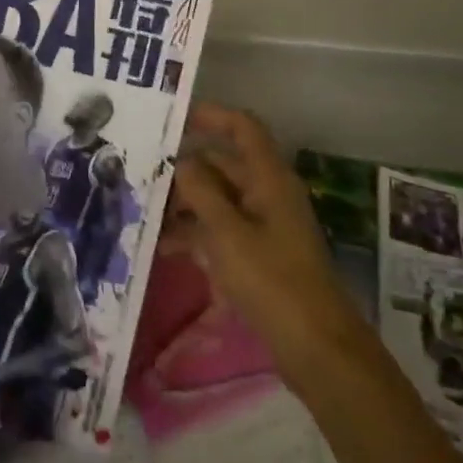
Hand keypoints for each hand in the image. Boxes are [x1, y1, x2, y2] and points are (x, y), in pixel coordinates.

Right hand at [170, 103, 362, 371]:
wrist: (316, 347)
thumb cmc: (271, 280)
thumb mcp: (227, 232)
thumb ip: (201, 190)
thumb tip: (182, 160)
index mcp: (269, 178)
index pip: (242, 128)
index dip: (211, 115)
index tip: (173, 118)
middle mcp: (268, 193)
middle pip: (225, 163)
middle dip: (187, 166)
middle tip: (145, 171)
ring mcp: (265, 225)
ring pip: (220, 198)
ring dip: (187, 202)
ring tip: (148, 212)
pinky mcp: (260, 254)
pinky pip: (223, 228)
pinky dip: (197, 231)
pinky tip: (166, 246)